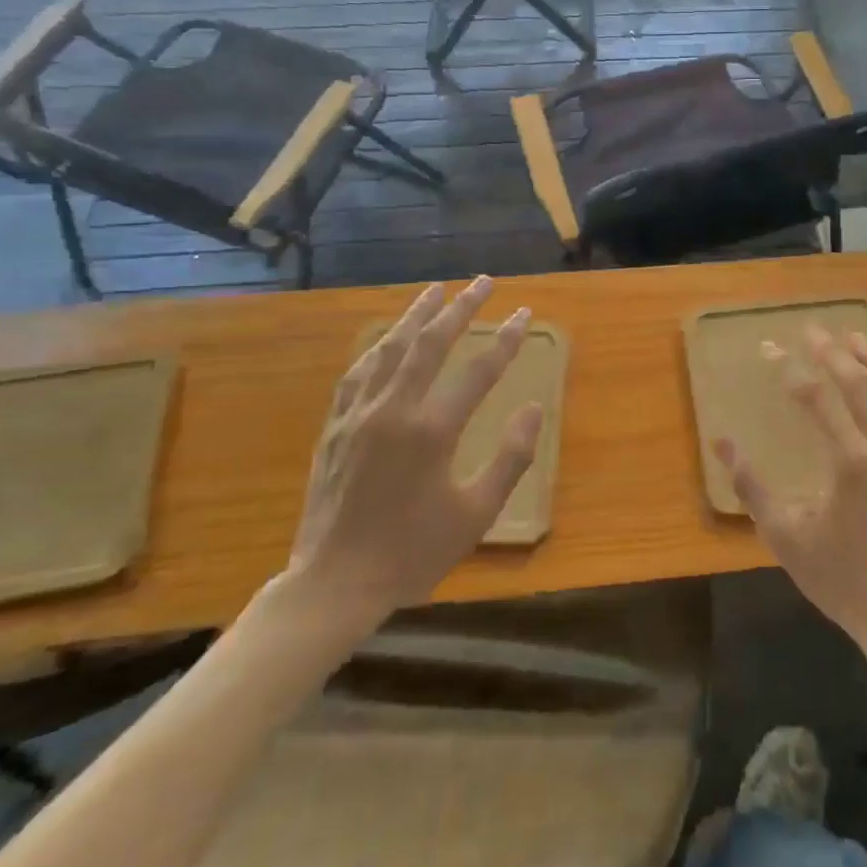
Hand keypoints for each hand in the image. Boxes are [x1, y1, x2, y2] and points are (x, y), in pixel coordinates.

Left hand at [278, 277, 539, 642]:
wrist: (333, 584)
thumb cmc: (412, 552)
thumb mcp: (476, 514)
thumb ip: (511, 459)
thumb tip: (533, 409)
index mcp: (431, 432)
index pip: (479, 371)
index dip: (506, 339)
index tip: (523, 313)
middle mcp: (393, 410)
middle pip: (430, 344)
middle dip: (460, 308)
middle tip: (483, 282)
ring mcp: (358, 414)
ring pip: (390, 349)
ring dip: (416, 315)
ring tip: (436, 290)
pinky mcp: (335, 426)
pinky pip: (358, 372)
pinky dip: (379, 347)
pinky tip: (388, 339)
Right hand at [715, 326, 866, 667]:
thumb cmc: (843, 580)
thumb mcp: (786, 537)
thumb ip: (752, 486)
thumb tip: (722, 441)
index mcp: (850, 461)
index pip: (815, 398)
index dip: (790, 370)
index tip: (770, 349)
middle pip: (859, 385)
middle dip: (832, 353)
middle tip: (813, 330)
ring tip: (853, 339)